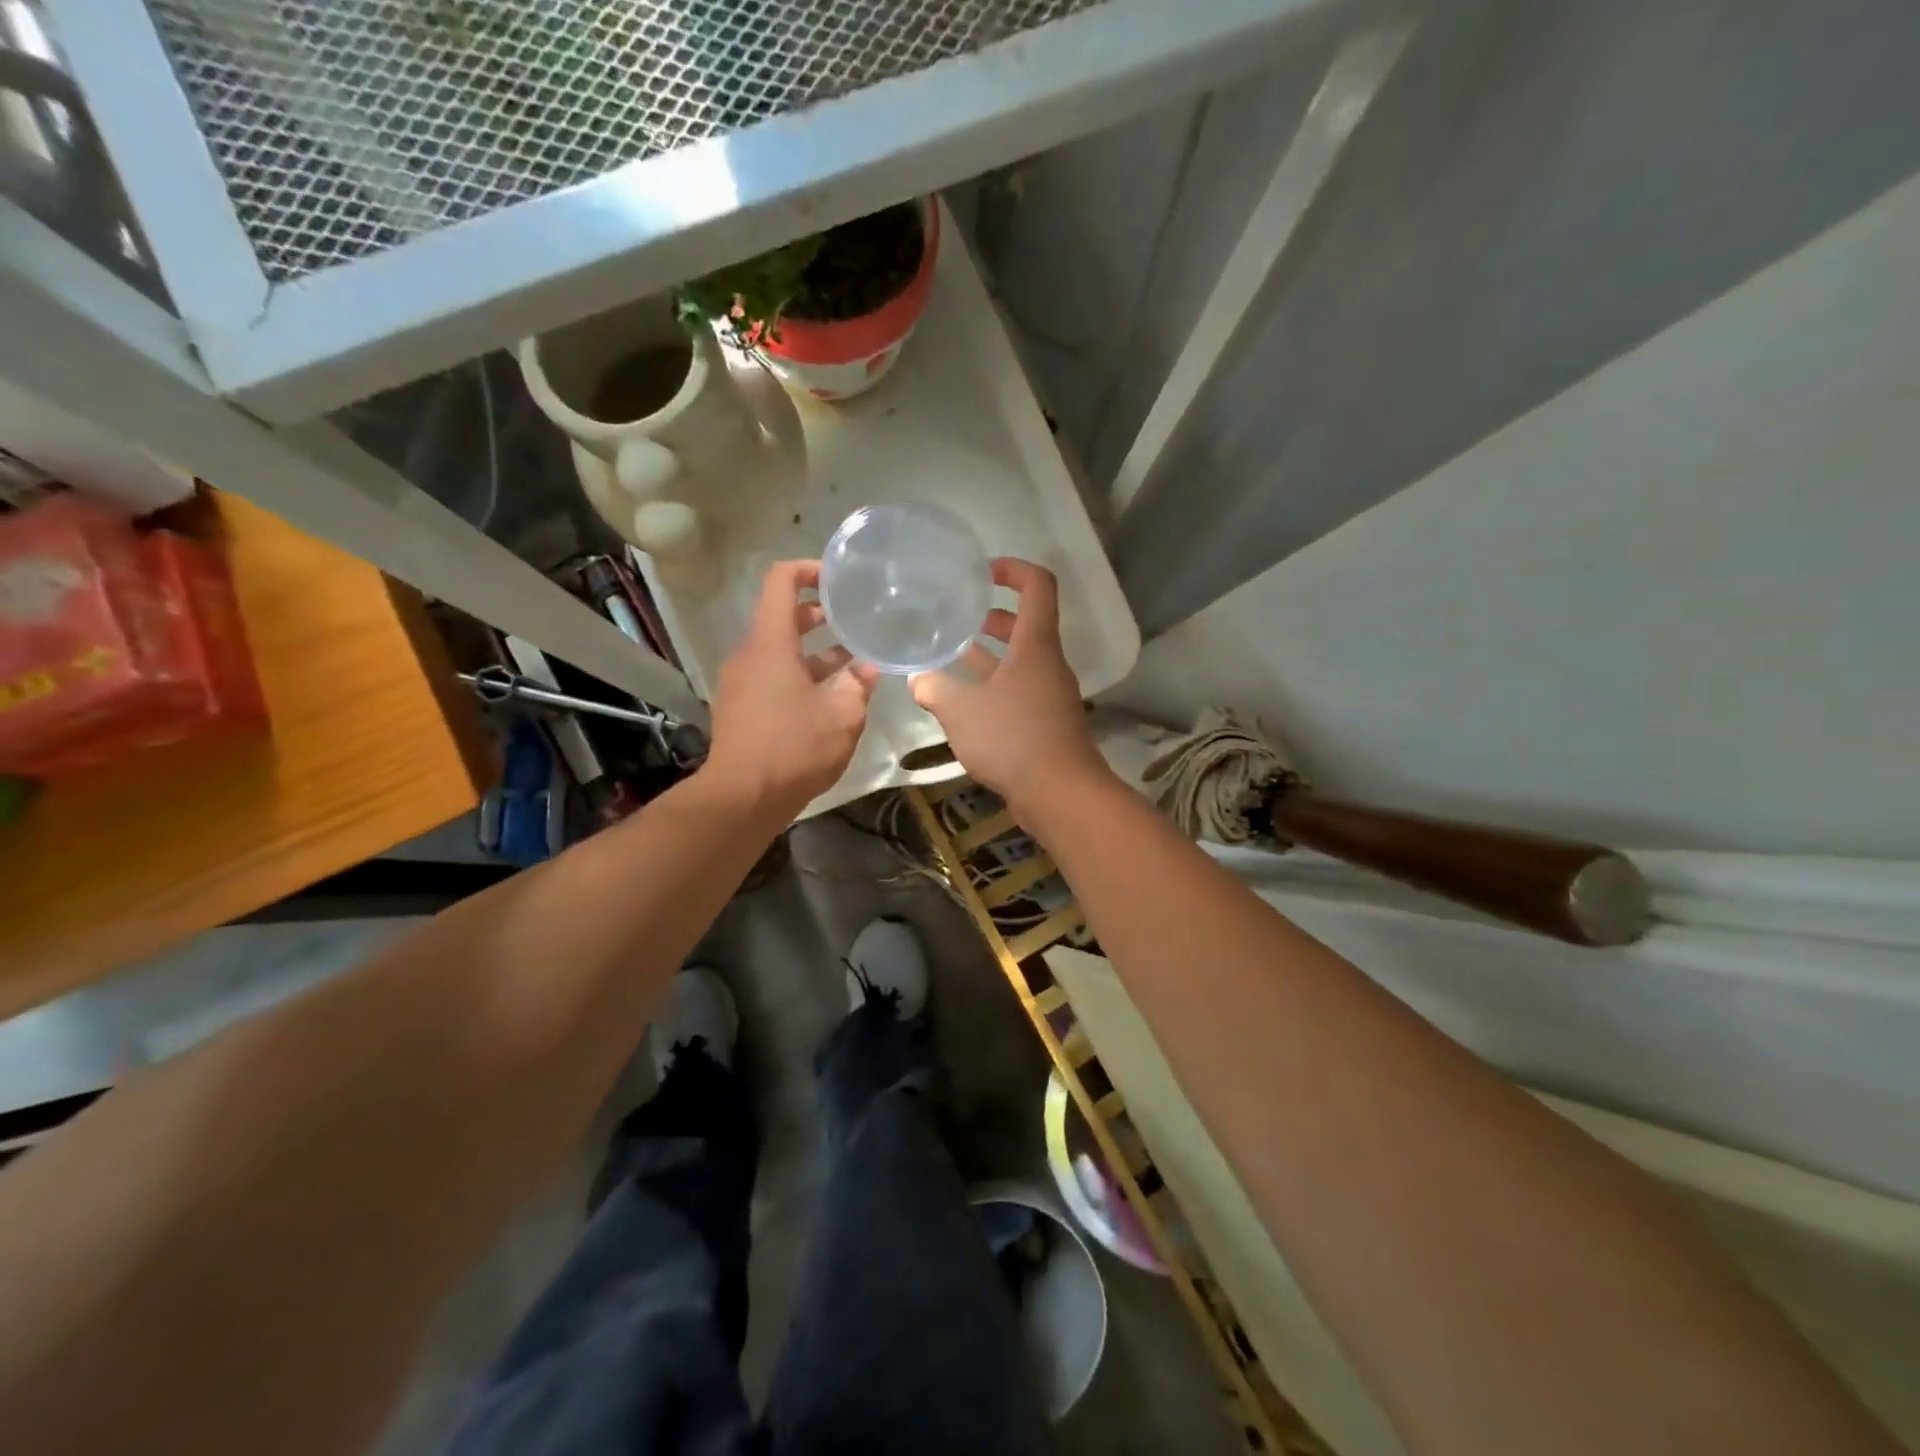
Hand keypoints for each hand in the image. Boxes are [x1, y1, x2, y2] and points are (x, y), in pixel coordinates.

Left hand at [704, 560, 878, 815]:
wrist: (742, 799)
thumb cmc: (793, 749)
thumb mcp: (842, 716)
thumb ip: (858, 684)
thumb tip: (868, 667)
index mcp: (771, 643)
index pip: (781, 581)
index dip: (808, 569)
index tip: (838, 578)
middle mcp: (750, 655)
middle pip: (781, 616)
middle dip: (818, 614)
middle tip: (854, 620)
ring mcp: (741, 682)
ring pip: (779, 650)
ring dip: (814, 651)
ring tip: (852, 662)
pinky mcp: (742, 707)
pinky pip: (772, 675)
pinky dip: (800, 674)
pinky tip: (830, 697)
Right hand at [911, 559, 1106, 811]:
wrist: (1060, 793)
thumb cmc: (1013, 739)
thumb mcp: (962, 711)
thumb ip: (935, 689)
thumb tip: (918, 679)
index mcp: (1035, 646)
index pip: (1038, 586)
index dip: (1014, 569)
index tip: (984, 572)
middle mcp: (1047, 664)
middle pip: (1026, 625)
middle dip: (994, 617)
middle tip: (959, 617)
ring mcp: (1049, 694)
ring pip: (1020, 661)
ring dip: (990, 654)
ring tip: (953, 654)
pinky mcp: (1045, 722)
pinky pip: (1018, 690)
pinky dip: (994, 685)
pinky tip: (964, 701)